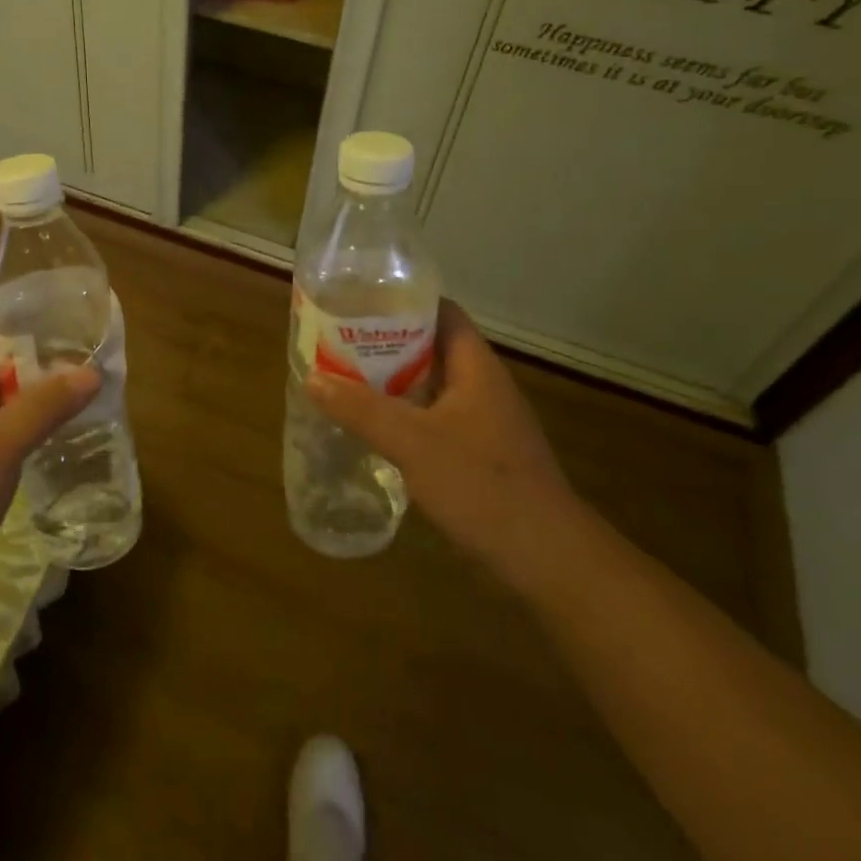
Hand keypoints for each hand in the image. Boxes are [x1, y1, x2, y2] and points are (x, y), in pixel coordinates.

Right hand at [306, 300, 578, 592]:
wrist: (547, 559)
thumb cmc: (482, 485)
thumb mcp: (413, 442)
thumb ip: (361, 409)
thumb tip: (312, 378)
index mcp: (477, 367)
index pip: (442, 312)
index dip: (403, 301)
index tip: (360, 302)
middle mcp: (483, 387)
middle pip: (432, 348)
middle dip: (387, 343)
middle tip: (340, 342)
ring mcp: (485, 423)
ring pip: (432, 387)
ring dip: (394, 383)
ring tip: (346, 379)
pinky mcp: (481, 455)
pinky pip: (436, 420)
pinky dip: (406, 416)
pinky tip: (375, 428)